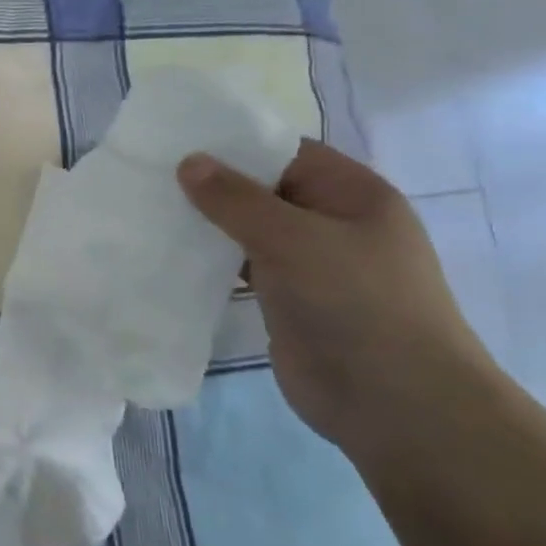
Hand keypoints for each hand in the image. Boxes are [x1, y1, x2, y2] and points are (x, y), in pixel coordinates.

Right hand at [177, 139, 496, 449]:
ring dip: (210, 227)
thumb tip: (189, 161)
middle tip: (152, 178)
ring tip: (151, 213)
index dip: (234, 144)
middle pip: (264, 191)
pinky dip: (214, 264)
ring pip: (251, 233)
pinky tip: (173, 258)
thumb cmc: (354, 302)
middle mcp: (332, 223)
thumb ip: (237, 199)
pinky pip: (246, 271)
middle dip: (214, 186)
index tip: (177, 142)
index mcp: (350, 193)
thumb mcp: (293, 239)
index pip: (285, 152)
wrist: (393, 402)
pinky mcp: (289, 303)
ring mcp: (311, 266)